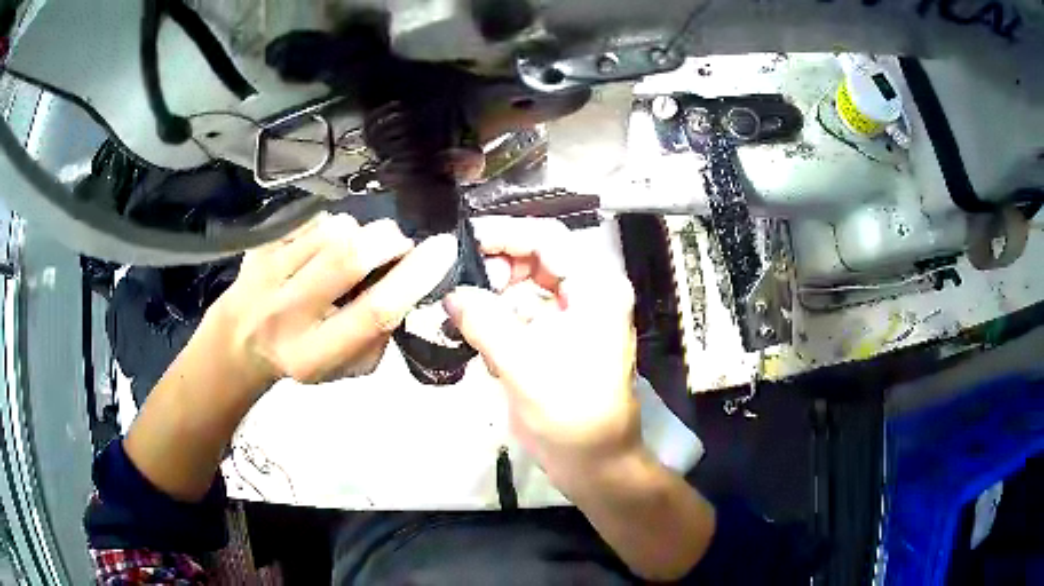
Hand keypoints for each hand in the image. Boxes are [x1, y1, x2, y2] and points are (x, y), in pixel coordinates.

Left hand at [210, 213, 457, 386]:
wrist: (238, 343)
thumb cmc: (301, 358)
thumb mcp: (345, 369)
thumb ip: (379, 337)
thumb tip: (408, 284)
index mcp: (314, 354)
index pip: (373, 311)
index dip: (414, 277)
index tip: (443, 249)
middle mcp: (287, 312)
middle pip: (350, 256)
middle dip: (389, 240)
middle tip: (398, 245)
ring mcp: (268, 272)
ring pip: (333, 229)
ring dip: (359, 232)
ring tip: (353, 250)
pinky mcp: (260, 245)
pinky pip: (312, 218)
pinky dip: (331, 226)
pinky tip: (323, 246)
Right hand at [443, 216, 640, 493]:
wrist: (594, 464)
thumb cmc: (570, 414)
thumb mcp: (523, 364)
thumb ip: (483, 320)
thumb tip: (452, 292)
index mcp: (595, 288)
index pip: (547, 238)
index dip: (504, 233)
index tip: (461, 241)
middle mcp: (588, 294)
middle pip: (536, 259)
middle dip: (495, 269)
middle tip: (458, 286)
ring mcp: (573, 318)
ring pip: (525, 288)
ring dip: (493, 298)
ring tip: (461, 313)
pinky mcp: (557, 341)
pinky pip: (523, 316)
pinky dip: (499, 322)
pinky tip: (479, 341)